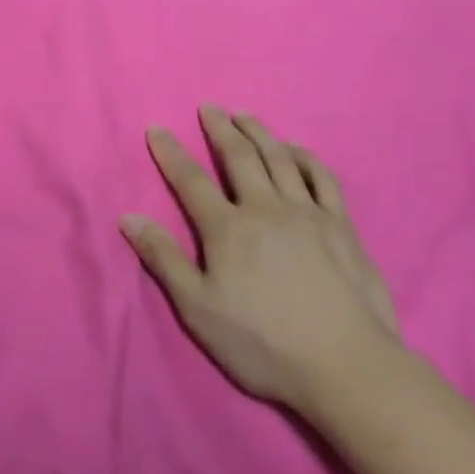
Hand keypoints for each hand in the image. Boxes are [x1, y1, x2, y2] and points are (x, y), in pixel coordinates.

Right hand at [121, 107, 400, 413]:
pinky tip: (297, 150)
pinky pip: (323, 178)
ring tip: (245, 115)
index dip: (170, 152)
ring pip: (280, 158)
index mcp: (227, 228)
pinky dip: (306, 157)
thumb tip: (129, 217)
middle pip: (239, 157)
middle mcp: (265, 208)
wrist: (345, 366)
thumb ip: (164, 259)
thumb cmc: (262, 343)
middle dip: (219, 128)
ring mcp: (308, 213)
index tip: (157, 128)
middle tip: (209, 107)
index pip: (191, 180)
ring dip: (259, 132)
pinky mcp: (341, 225)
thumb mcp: (198, 309)